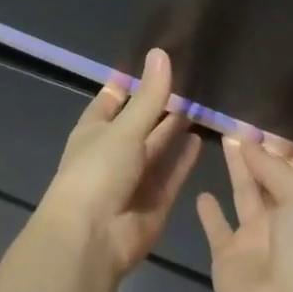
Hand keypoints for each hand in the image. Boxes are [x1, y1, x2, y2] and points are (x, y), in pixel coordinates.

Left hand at [37, 48, 201, 278]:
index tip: (156, 61)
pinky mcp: (154, 202)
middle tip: (191, 80)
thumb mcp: (125, 128)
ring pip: (158, 148)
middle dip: (161, 105)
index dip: (131, 82)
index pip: (114, 98)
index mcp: (95, 130)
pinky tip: (200, 139)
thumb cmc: (98, 171)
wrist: (92, 239)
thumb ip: (149, 95)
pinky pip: (172, 174)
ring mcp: (134, 178)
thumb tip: (161, 52)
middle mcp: (114, 152)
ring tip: (200, 104)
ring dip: (175, 129)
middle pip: (141, 123)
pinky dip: (184, 159)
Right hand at [198, 138, 292, 291]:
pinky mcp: (227, 258)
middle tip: (234, 124)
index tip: (259, 120)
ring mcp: (254, 240)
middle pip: (267, 178)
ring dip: (236, 171)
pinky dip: (209, 213)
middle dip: (255, 153)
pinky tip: (200, 193)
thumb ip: (272, 167)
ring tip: (223, 141)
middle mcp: (282, 220)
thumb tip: (249, 142)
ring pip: (243, 195)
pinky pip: (216, 228)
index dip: (277, 146)